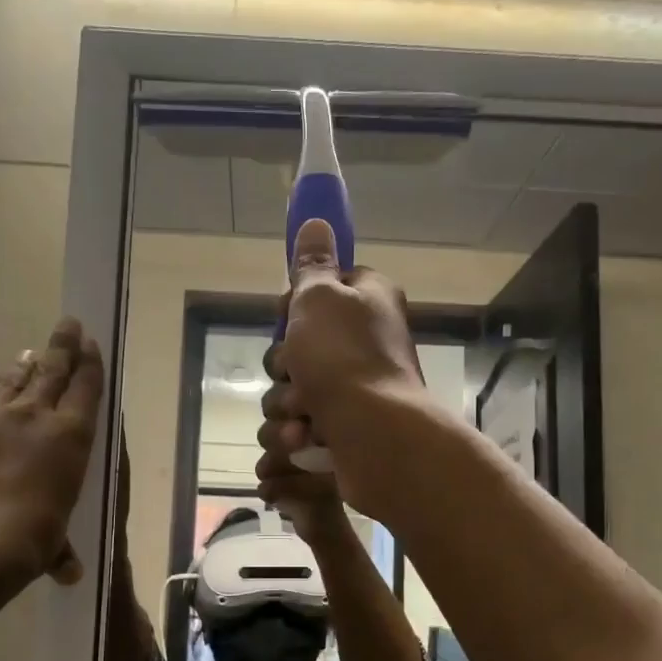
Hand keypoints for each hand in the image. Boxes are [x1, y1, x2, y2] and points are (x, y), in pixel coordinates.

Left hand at [0, 318, 104, 586]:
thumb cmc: (27, 543)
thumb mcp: (52, 544)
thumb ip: (60, 549)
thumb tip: (70, 572)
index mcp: (70, 438)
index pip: (86, 390)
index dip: (90, 364)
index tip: (91, 344)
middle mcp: (33, 416)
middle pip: (53, 372)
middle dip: (63, 346)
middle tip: (70, 325)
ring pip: (10, 379)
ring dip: (23, 363)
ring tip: (30, 350)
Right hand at [256, 219, 426, 515]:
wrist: (377, 438)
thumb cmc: (345, 359)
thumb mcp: (321, 298)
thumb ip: (312, 265)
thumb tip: (317, 221)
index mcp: (368, 301)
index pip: (323, 289)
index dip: (296, 304)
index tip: (288, 314)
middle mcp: (364, 342)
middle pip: (297, 345)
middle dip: (284, 364)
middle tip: (296, 369)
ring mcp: (353, 390)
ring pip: (290, 390)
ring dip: (286, 403)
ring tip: (303, 415)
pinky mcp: (342, 430)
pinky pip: (297, 427)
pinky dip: (294, 434)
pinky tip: (305, 439)